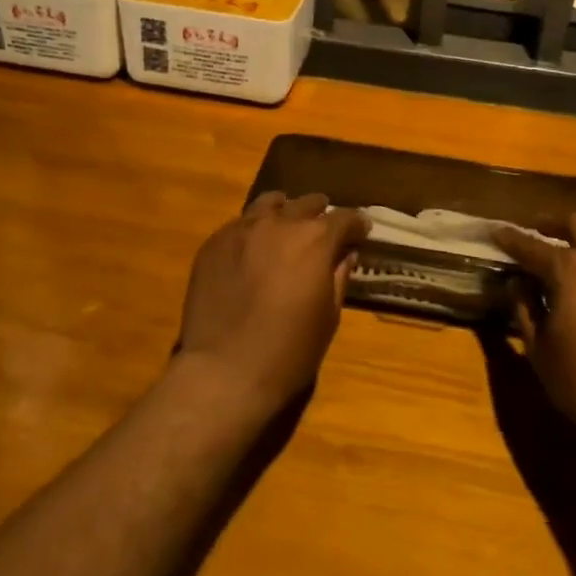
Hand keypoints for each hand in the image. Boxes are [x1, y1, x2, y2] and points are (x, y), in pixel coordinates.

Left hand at [175, 192, 369, 417]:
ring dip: (284, 213)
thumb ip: (339, 277)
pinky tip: (253, 251)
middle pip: (306, 204)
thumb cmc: (288, 352)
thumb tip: (345, 255)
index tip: (361, 233)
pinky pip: (240, 224)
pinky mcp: (213, 243)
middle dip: (320, 215)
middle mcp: (279, 223)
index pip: (344, 218)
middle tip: (324, 233)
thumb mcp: (328, 317)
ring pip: (269, 204)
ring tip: (286, 230)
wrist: (224, 371)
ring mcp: (242, 229)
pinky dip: (254, 230)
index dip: (356, 225)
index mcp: (315, 240)